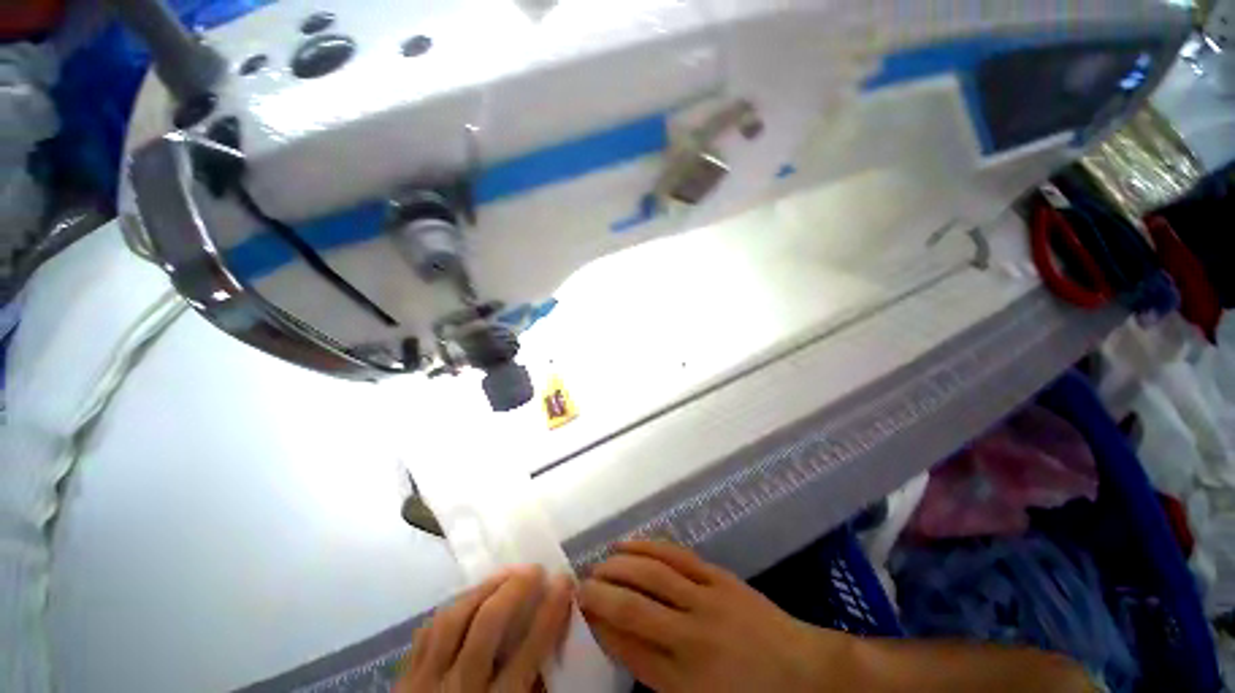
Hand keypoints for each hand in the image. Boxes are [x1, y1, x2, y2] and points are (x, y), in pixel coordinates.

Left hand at [396, 565, 573, 692]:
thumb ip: (534, 689)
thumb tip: (553, 641)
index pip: (529, 651)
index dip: (551, 610)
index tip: (565, 581)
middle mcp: (458, 690)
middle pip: (487, 625)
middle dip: (516, 589)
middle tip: (536, 570)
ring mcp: (424, 682)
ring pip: (454, 618)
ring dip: (485, 588)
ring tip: (507, 574)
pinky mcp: (402, 679)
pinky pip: (428, 630)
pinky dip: (453, 608)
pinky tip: (470, 597)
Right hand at [579, 541, 854, 692]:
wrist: (807, 674)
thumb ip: (657, 677)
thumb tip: (620, 642)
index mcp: (684, 679)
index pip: (627, 648)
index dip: (598, 626)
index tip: (578, 611)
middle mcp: (690, 636)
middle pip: (633, 608)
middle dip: (600, 593)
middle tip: (578, 584)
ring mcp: (706, 600)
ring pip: (653, 575)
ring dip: (620, 565)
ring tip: (599, 561)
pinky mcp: (718, 577)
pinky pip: (676, 556)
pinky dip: (648, 547)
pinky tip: (630, 543)